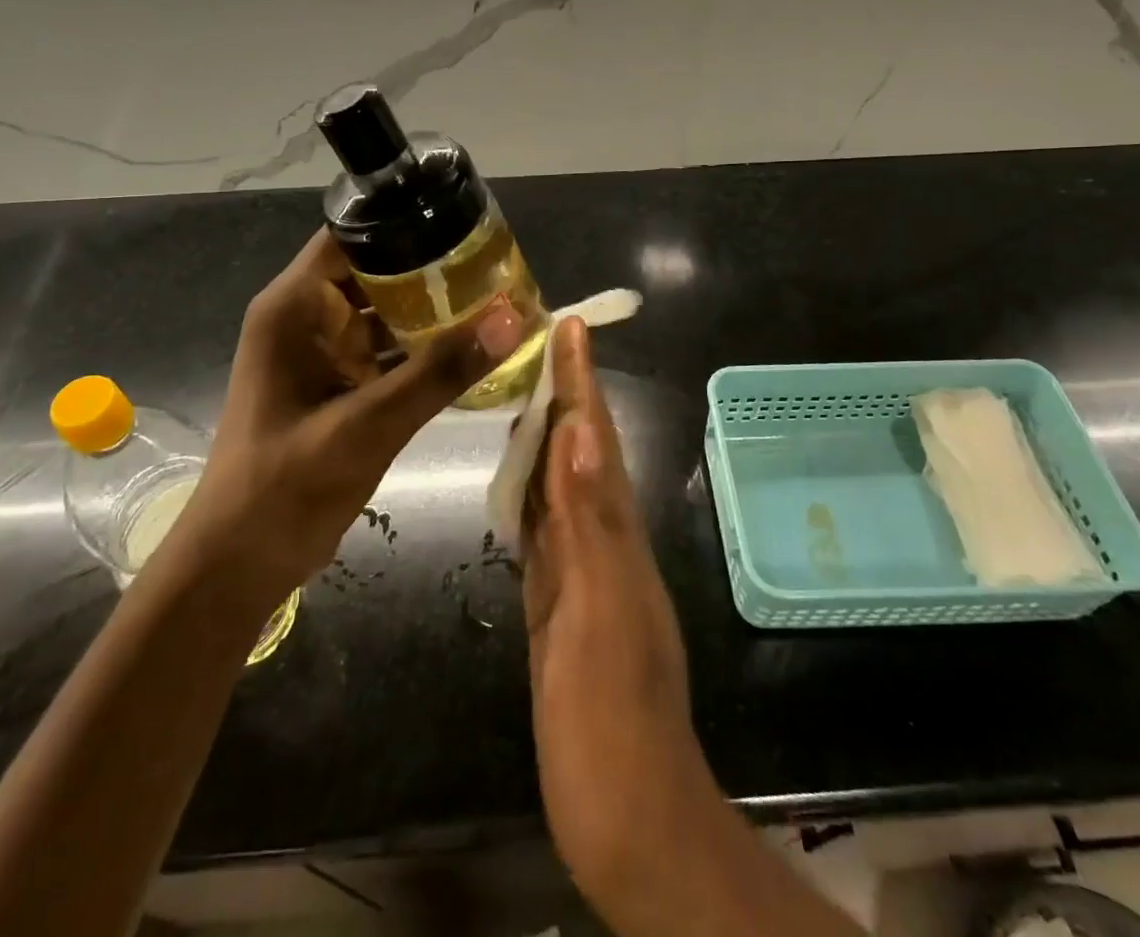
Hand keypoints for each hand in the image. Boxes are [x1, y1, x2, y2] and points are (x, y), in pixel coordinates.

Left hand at [181, 229, 525, 607]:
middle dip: (432, 269)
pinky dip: (424, 352)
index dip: (404, 223)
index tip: (464, 224)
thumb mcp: (367, 424)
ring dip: (433, 312)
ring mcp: (324, 355)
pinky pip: (388, 353)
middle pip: (375, 272)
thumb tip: (512, 318)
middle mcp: (307, 319)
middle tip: (497, 266)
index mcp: (294, 307)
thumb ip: (439, 372)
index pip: (351, 236)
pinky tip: (472, 351)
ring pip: (386, 314)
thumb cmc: (286, 485)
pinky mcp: (340, 387)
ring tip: (496, 300)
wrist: (240, 565)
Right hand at [522, 318, 706, 900]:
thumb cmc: (612, 715)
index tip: (569, 325)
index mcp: (615, 532)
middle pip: (578, 448)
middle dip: (563, 391)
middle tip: (536, 341)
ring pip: (558, 482)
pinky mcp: (555, 601)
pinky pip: (541, 528)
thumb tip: (576, 430)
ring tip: (519, 388)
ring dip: (544, 433)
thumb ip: (588, 521)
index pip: (594, 436)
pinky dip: (528, 491)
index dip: (582, 380)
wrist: (625, 813)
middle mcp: (601, 538)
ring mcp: (579, 570)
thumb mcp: (600, 613)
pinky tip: (514, 479)